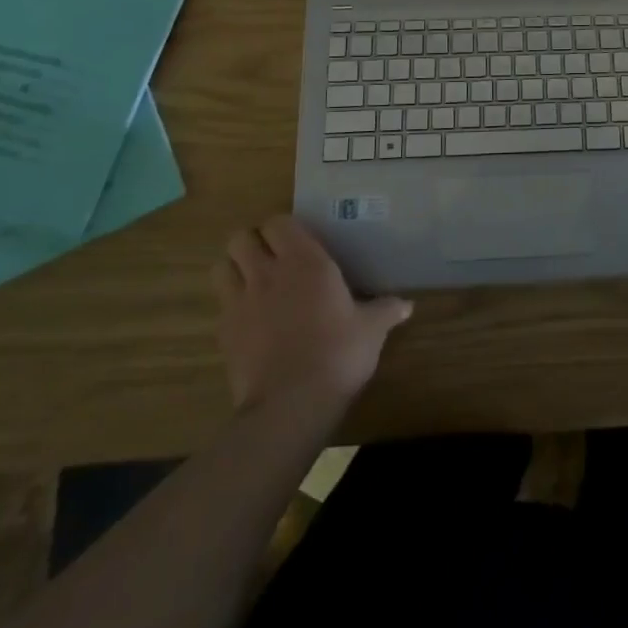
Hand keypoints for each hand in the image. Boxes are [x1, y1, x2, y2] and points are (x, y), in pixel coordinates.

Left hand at [212, 216, 412, 409]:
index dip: (284, 229)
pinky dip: (230, 306)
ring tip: (252, 282)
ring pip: (221, 266)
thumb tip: (408, 305)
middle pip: (241, 237)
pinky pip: (220, 305)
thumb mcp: (371, 330)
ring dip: (234, 269)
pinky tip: (249, 321)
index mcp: (305, 261)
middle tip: (272, 258)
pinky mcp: (223, 333)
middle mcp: (268, 272)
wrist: (291, 404)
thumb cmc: (338, 354)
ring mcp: (240, 302)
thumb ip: (386, 310)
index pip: (279, 222)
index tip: (298, 242)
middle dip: (253, 243)